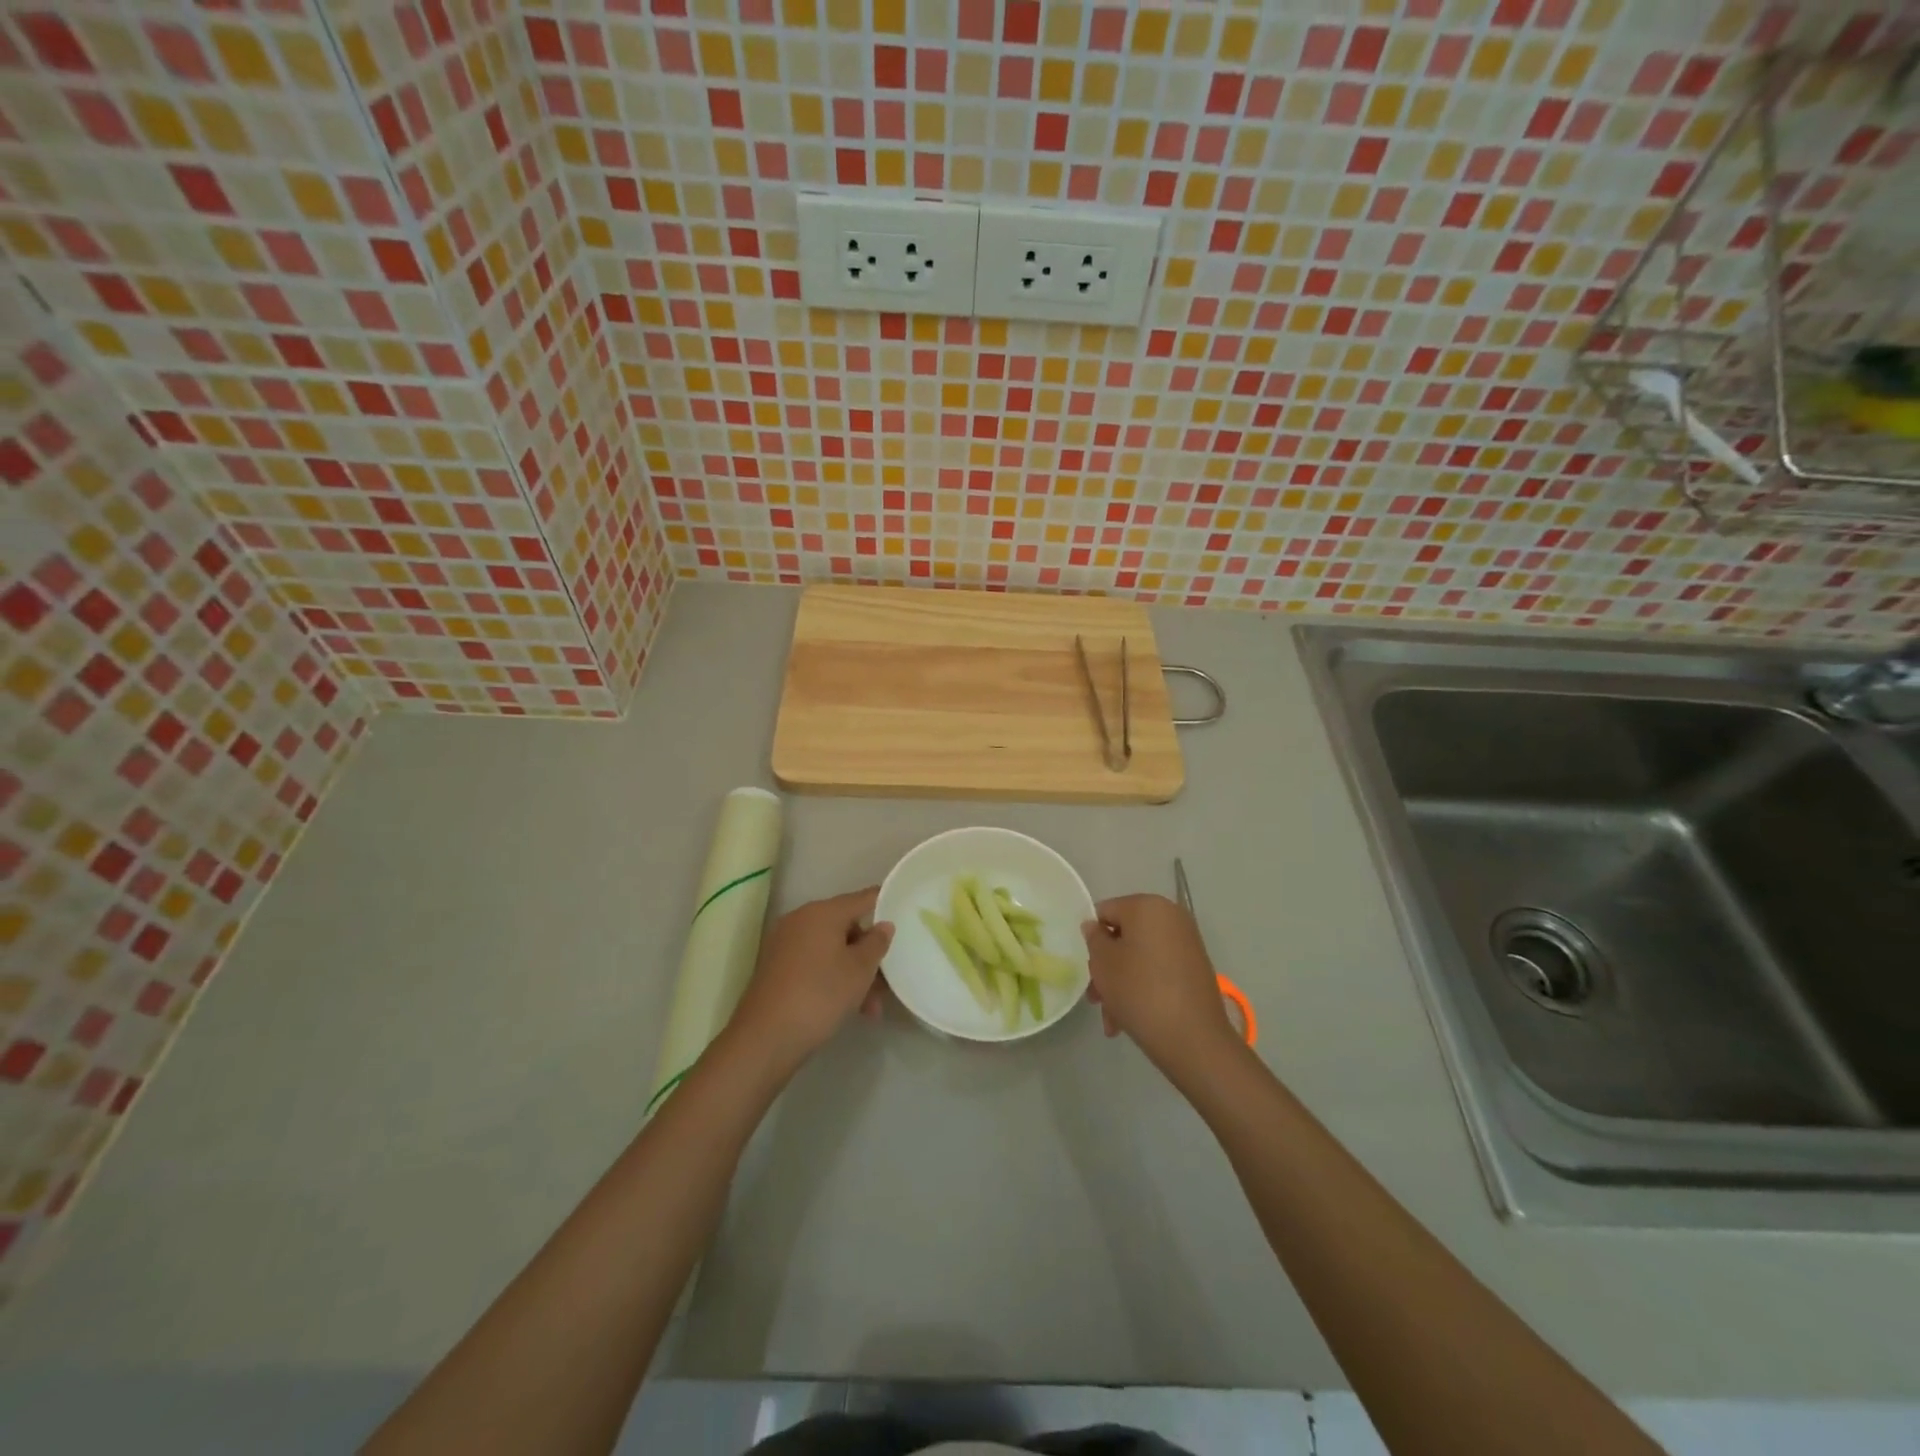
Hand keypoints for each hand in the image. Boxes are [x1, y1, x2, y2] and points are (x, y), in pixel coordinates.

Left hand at [732, 887, 894, 1065]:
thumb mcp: (860, 970)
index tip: (905, 914)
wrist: (765, 1037)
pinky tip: (847, 1008)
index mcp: (822, 912)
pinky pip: (814, 963)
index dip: (885, 904)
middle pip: (846, 927)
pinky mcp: (776, 967)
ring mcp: (785, 943)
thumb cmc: (820, 995)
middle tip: (887, 981)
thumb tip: (883, 925)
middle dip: (868, 953)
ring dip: (853, 973)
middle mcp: (801, 920)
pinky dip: (832, 978)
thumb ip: (876, 943)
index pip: (862, 898)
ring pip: (831, 950)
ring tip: (870, 1009)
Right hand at [1083, 894, 1237, 1076]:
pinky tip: (1131, 1019)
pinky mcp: (1196, 968)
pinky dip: (1143, 988)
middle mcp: (1171, 917)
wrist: (1194, 1039)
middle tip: (1097, 999)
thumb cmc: (1140, 991)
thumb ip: (1094, 938)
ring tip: (1113, 1021)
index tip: (1088, 969)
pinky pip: (1159, 970)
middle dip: (1107, 968)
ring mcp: (1187, 943)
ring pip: (1140, 958)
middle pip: (1124, 937)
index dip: (1092, 939)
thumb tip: (1095, 927)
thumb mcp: (1104, 963)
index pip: (1105, 912)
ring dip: (1121, 984)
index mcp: (1147, 906)